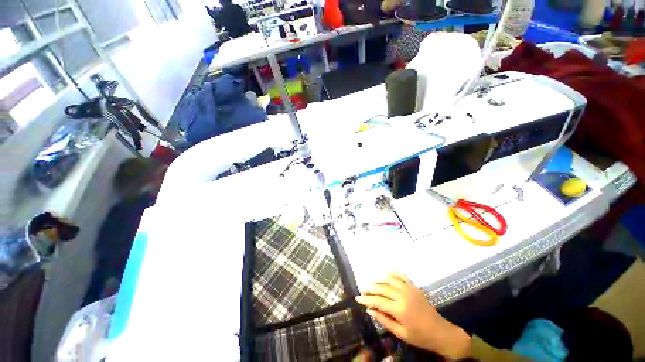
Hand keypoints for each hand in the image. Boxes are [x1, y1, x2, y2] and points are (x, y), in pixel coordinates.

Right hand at [355, 273, 471, 359]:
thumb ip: (384, 320)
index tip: (357, 298)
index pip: (377, 301)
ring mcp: (408, 289)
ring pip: (389, 279)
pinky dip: (392, 274)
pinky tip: (386, 275)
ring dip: (378, 280)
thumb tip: (369, 309)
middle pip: (381, 288)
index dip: (366, 299)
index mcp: (399, 309)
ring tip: (371, 283)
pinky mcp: (414, 286)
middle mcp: (402, 295)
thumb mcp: (400, 333)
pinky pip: (400, 276)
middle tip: (363, 289)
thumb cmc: (420, 337)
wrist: (440, 332)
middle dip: (370, 288)